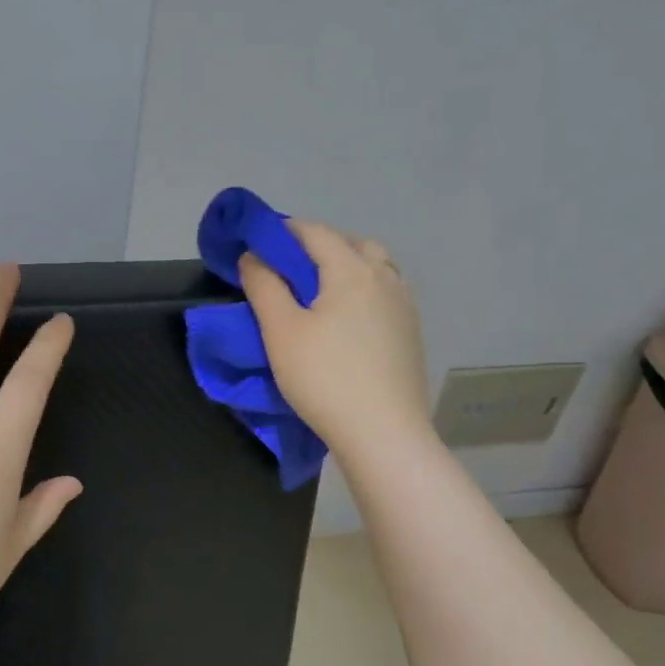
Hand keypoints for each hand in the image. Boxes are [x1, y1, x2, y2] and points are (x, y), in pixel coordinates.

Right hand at [239, 219, 431, 460]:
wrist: (383, 434)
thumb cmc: (325, 378)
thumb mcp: (281, 332)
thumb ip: (264, 286)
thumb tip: (253, 256)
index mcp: (353, 270)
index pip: (315, 233)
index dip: (284, 231)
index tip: (258, 244)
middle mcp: (385, 278)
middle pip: (351, 244)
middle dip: (318, 246)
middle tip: (288, 268)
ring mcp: (404, 306)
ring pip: (374, 267)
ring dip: (345, 266)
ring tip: (318, 292)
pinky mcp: (410, 333)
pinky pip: (385, 293)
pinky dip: (362, 290)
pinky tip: (346, 319)